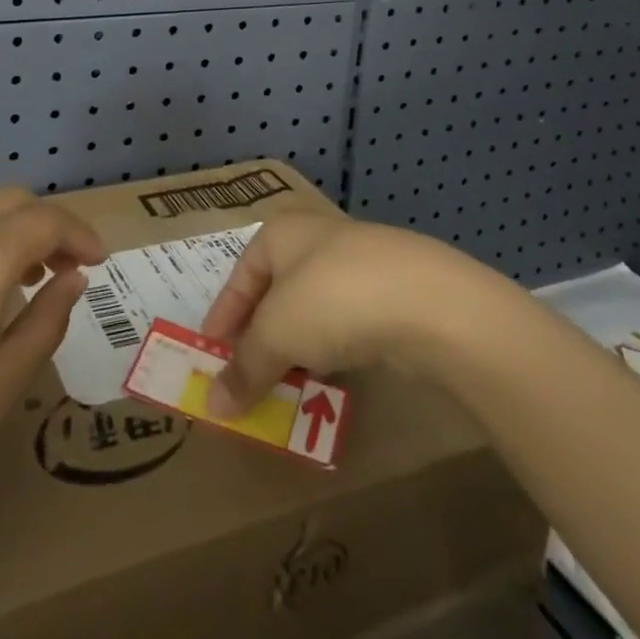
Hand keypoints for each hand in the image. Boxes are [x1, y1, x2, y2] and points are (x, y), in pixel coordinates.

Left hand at [0, 187, 104, 559]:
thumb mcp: (3, 383)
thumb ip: (48, 319)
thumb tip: (71, 278)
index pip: (48, 220)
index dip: (81, 235)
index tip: (99, 261)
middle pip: (9, 200)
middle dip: (46, 225)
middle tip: (63, 267)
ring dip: (4, 234)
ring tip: (15, 283)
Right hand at [199, 212, 482, 416]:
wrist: (429, 302)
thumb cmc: (333, 299)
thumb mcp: (277, 334)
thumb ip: (245, 368)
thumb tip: (214, 405)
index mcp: (280, 233)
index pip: (239, 277)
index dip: (223, 317)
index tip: (210, 355)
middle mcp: (316, 239)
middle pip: (275, 292)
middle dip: (260, 336)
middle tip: (247, 376)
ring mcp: (358, 264)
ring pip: (313, 310)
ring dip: (296, 347)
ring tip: (286, 386)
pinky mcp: (391, 293)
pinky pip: (347, 324)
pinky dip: (332, 350)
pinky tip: (331, 378)